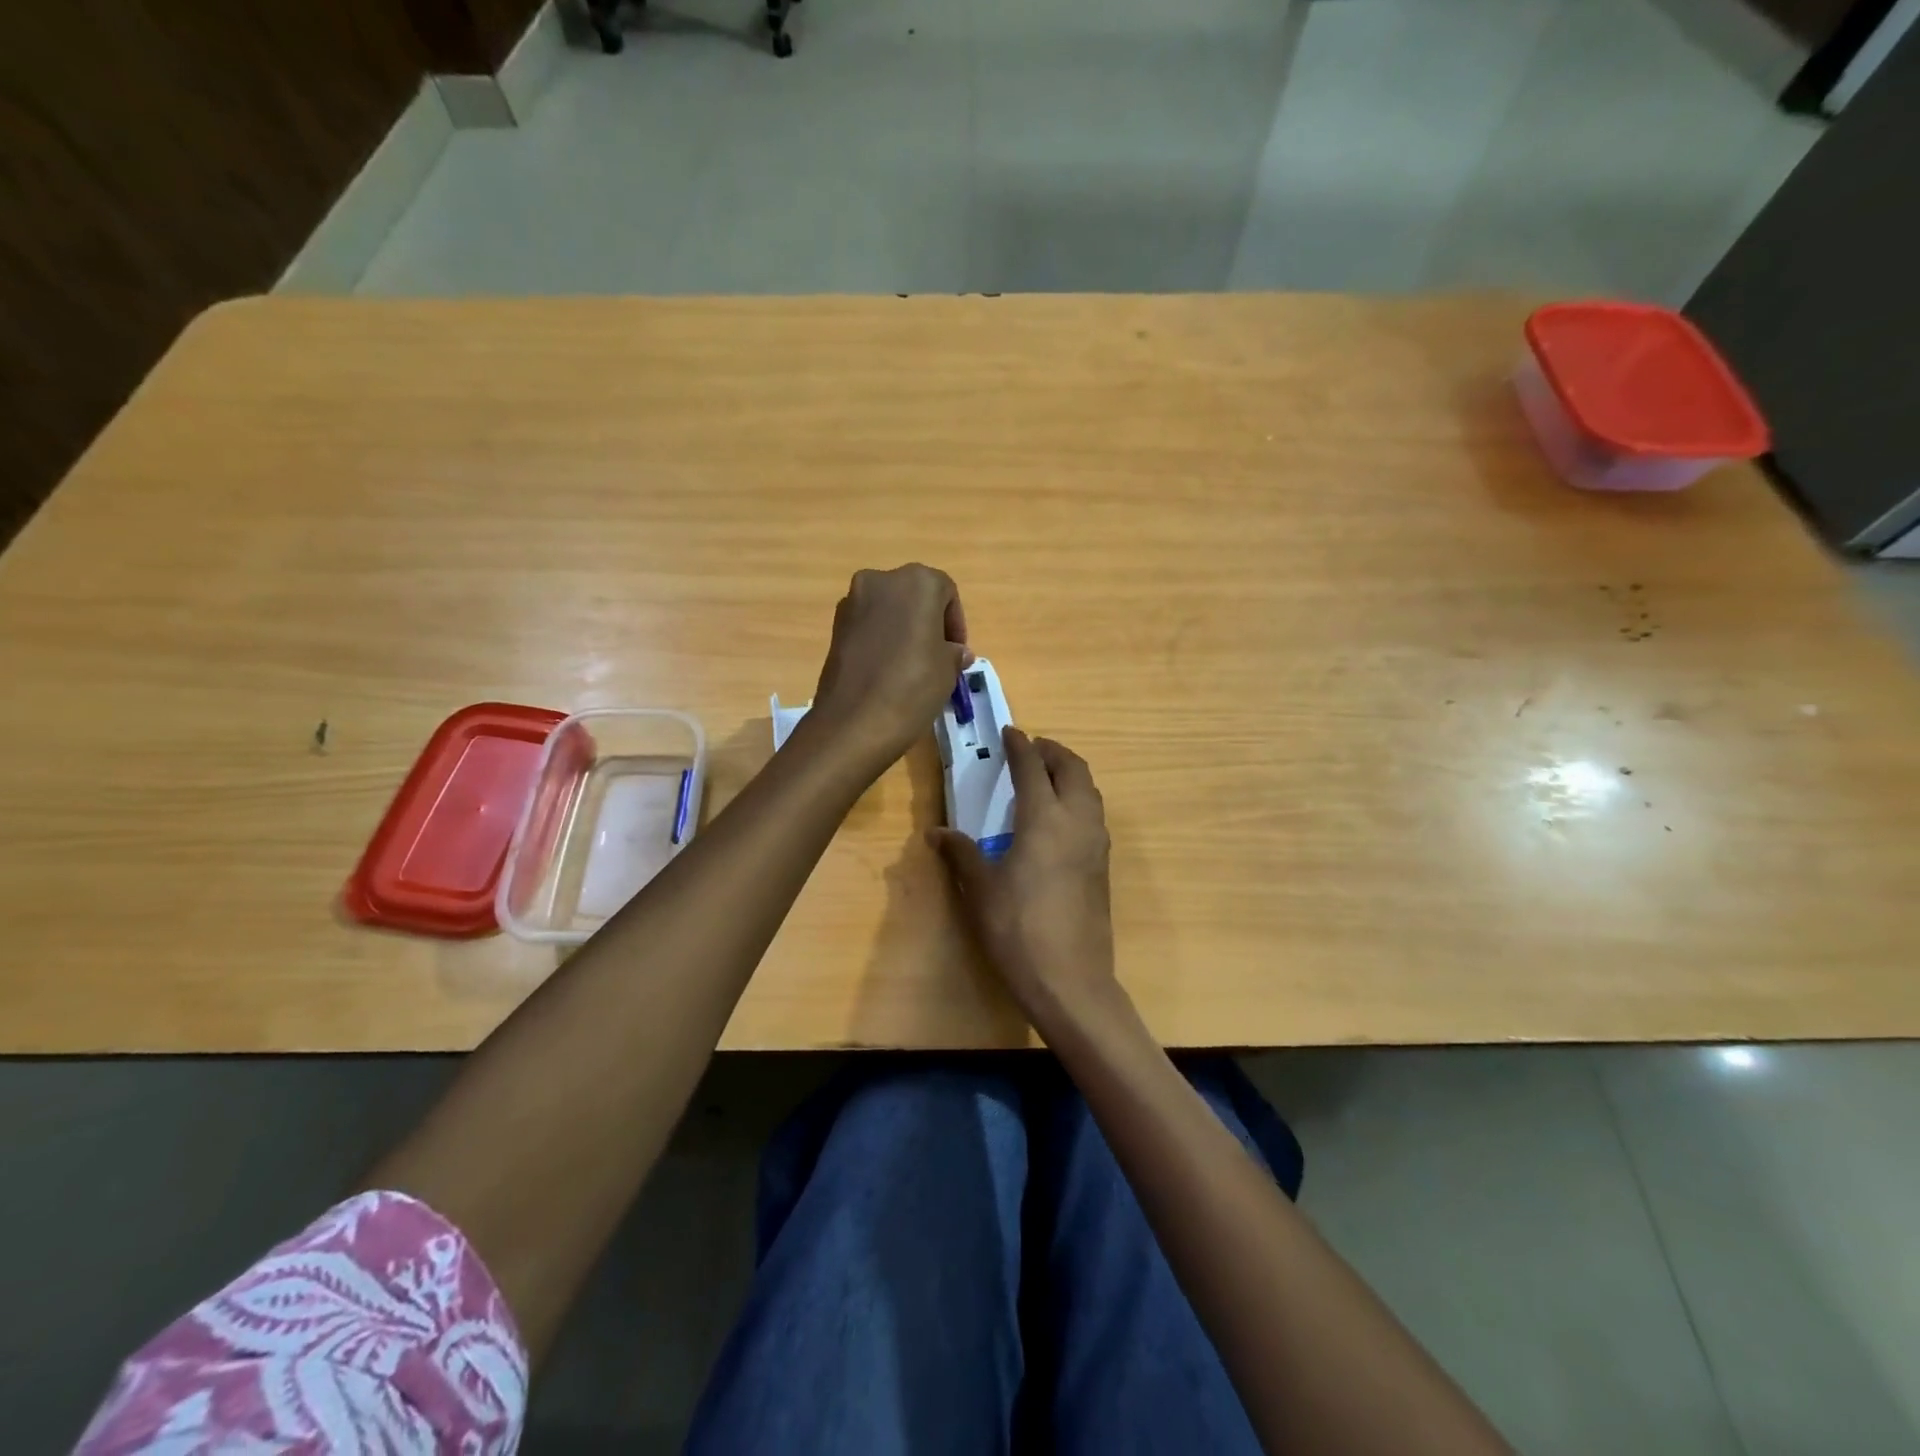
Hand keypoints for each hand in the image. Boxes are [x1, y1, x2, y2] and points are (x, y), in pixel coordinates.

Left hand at [809, 564, 969, 771]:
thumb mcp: (948, 670)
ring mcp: (853, 602)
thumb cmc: (913, 686)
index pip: (946, 592)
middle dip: (929, 623)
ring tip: (912, 666)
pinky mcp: (835, 627)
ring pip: (889, 610)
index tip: (958, 653)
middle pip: (915, 596)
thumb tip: (956, 652)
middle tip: (937, 656)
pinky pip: (868, 626)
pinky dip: (881, 640)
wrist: (854, 722)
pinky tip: (887, 671)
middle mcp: (881, 580)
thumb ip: (953, 653)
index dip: (956, 624)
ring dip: (903, 630)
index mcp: (917, 581)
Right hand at [929, 728, 1119, 1029]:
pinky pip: (1094, 814)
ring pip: (1089, 790)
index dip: (1020, 746)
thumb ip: (961, 854)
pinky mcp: (1103, 864)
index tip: (1011, 731)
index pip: (1032, 768)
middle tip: (1031, 749)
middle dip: (1053, 752)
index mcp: (1044, 819)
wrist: (1070, 979)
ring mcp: (1096, 843)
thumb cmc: (1018, 929)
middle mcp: (1077, 821)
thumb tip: (937, 833)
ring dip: (1070, 773)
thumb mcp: (981, 890)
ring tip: (1046, 777)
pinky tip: (1059, 817)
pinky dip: (1078, 798)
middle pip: (1072, 769)